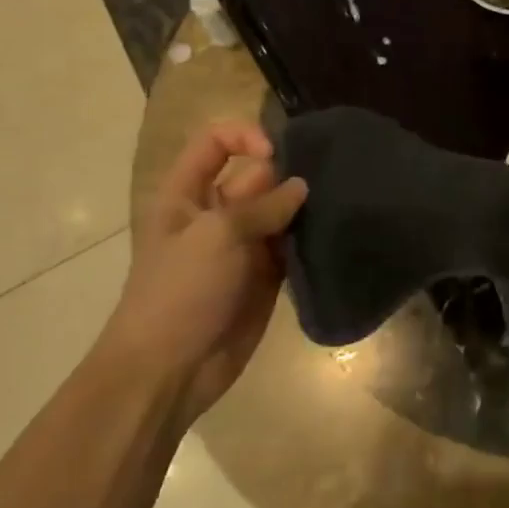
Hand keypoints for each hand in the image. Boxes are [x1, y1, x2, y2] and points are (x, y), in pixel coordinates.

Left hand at [102, 120, 306, 424]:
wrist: (169, 371)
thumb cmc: (179, 292)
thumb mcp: (216, 236)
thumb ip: (263, 205)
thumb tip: (302, 187)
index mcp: (188, 195)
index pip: (215, 143)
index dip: (244, 136)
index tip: (276, 154)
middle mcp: (217, 214)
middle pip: (258, 176)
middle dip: (288, 175)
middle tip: (326, 182)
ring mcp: (242, 246)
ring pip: (280, 212)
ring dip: (304, 208)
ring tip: (339, 204)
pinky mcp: (265, 276)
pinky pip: (292, 246)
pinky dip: (310, 240)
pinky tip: (335, 234)